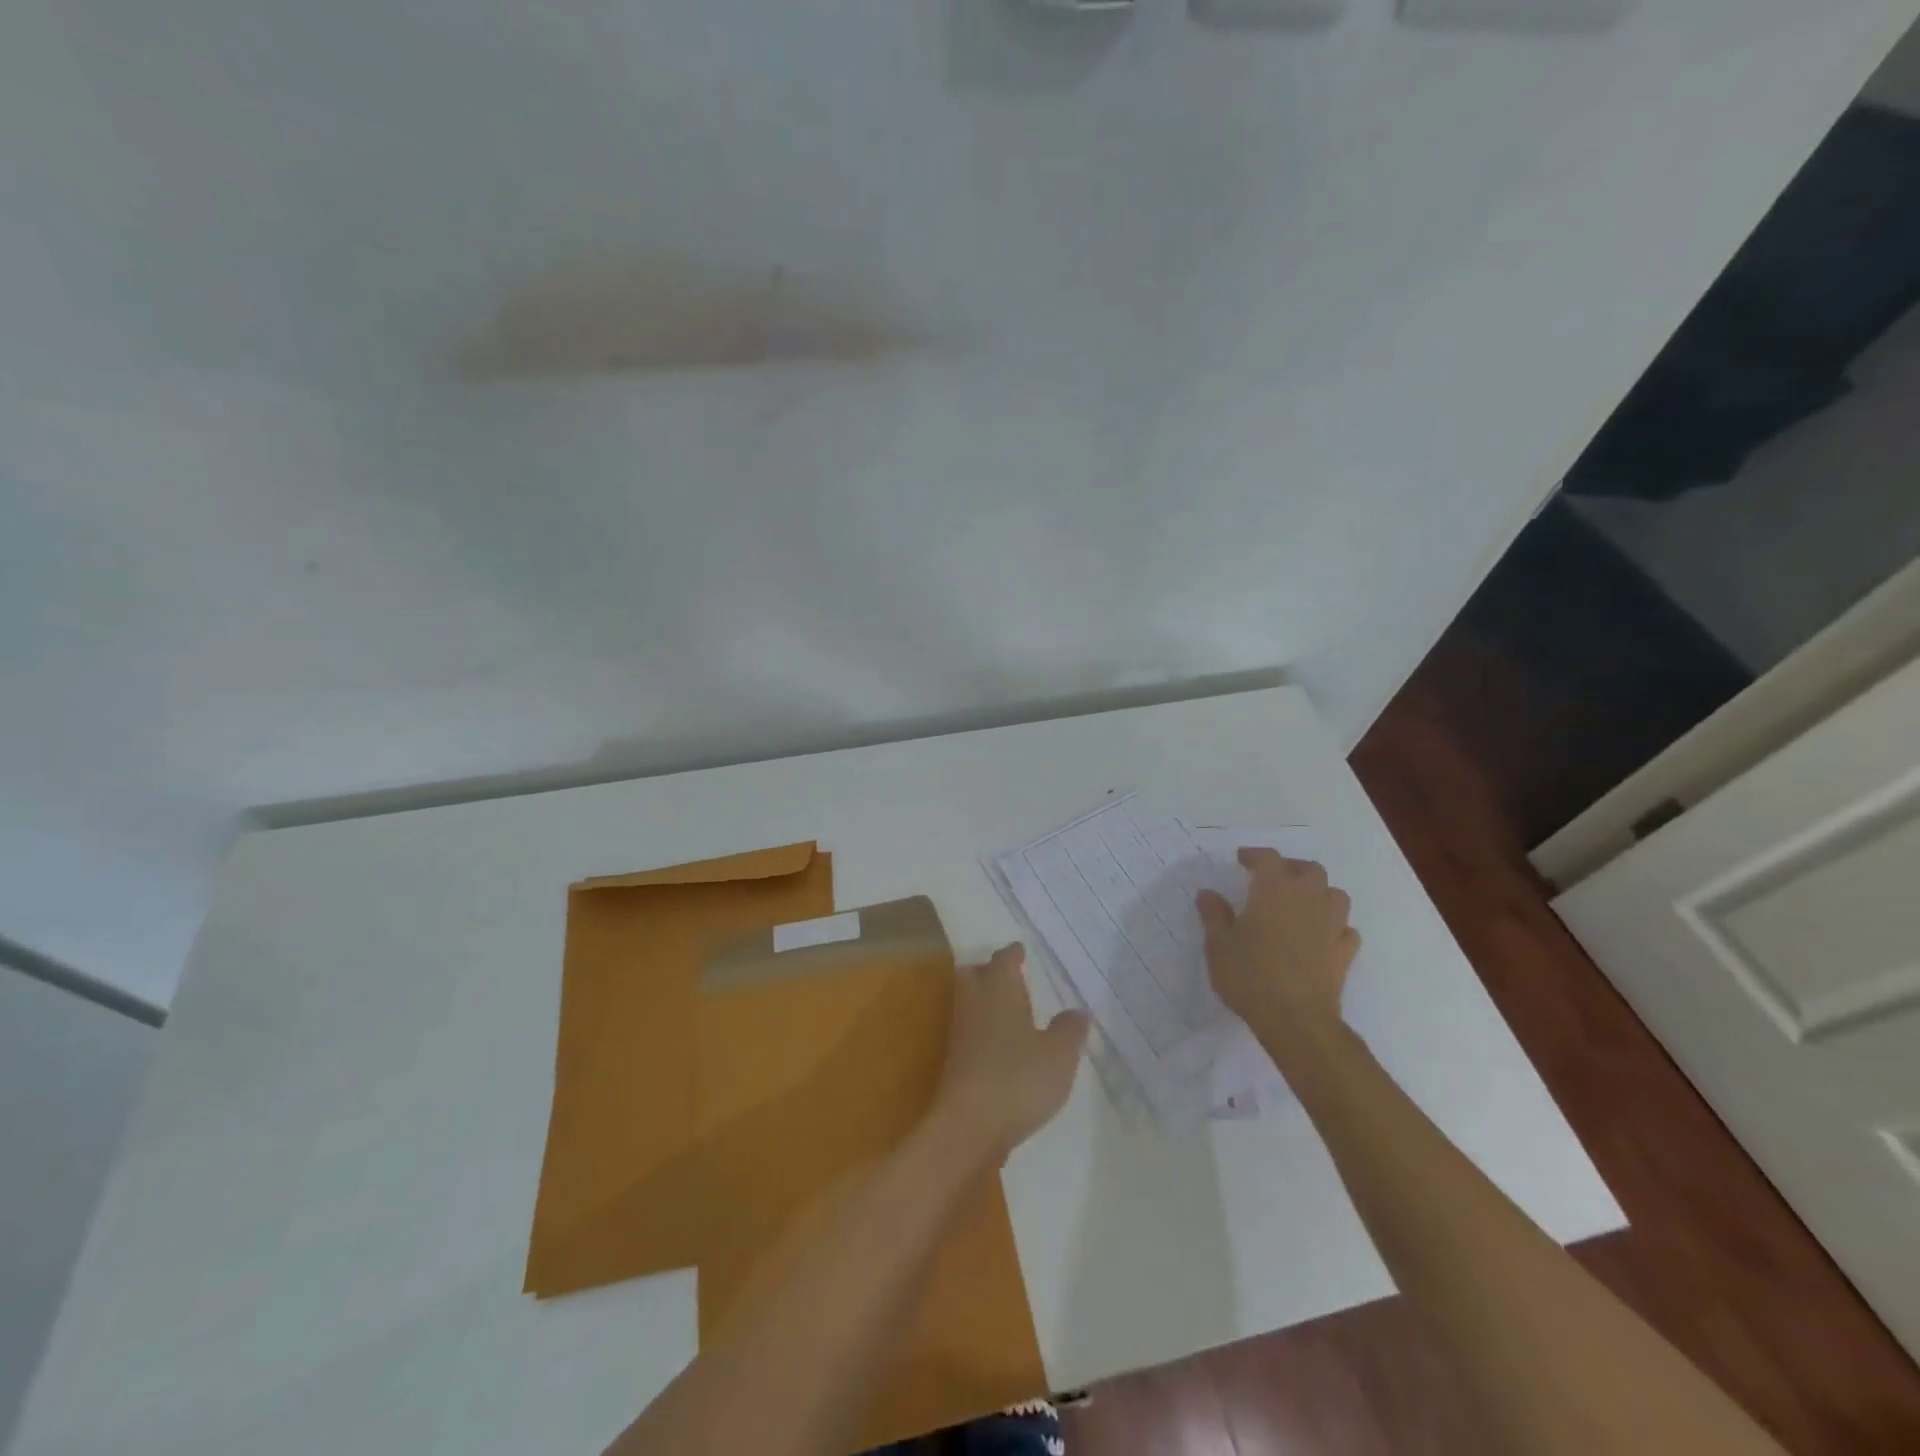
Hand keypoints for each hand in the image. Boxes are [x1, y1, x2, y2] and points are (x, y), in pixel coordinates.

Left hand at [930, 944, 1087, 1165]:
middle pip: (975, 974)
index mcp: (999, 988)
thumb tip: (1077, 1011)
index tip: (1021, 950)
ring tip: (1012, 1010)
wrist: (968, 1126)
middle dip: (990, 971)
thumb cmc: (1018, 1078)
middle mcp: (974, 1002)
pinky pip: (971, 1032)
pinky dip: (984, 1030)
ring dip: (986, 1001)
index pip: (1004, 959)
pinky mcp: (954, 1061)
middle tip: (1012, 976)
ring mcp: (960, 1032)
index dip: (1014, 954)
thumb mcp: (1059, 1054)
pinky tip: (1002, 1047)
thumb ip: (1069, 1029)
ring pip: (970, 1002)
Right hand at [1196, 850, 1359, 1057]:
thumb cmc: (1251, 975)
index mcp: (1275, 890)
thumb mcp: (1219, 944)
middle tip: (1272, 879)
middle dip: (1291, 868)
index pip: (1269, 859)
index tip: (1241, 860)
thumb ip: (1214, 915)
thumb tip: (1208, 893)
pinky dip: (1334, 926)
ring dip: (1319, 893)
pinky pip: (1345, 929)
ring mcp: (1332, 926)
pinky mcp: (1344, 953)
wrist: (1296, 1020)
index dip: (1255, 855)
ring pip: (1335, 894)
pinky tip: (1321, 936)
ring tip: (1300, 904)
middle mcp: (1308, 899)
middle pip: (1309, 869)